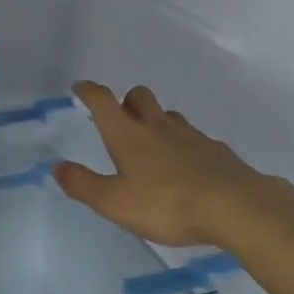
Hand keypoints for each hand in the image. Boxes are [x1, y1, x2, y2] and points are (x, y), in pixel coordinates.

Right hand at [53, 81, 291, 247]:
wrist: (235, 206)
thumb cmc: (168, 204)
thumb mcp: (116, 203)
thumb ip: (84, 185)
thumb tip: (58, 166)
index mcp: (128, 135)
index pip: (103, 101)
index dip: (89, 91)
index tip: (80, 87)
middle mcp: (157, 126)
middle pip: (138, 97)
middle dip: (125, 102)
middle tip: (119, 120)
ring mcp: (190, 135)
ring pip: (167, 115)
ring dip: (154, 120)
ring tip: (151, 145)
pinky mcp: (214, 149)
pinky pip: (192, 136)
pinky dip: (181, 143)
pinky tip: (184, 165)